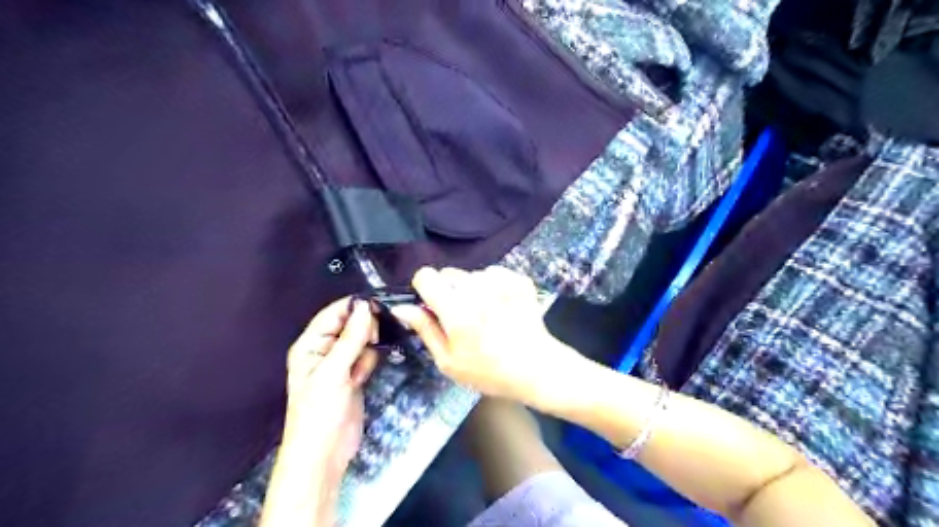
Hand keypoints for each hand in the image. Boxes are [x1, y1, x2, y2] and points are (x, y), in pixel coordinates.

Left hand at [285, 296, 378, 481]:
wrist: (324, 454)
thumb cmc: (319, 412)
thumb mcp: (333, 372)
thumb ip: (351, 338)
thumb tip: (365, 307)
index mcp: (310, 345)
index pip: (334, 313)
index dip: (355, 307)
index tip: (378, 306)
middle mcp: (324, 350)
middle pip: (350, 325)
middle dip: (363, 332)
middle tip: (372, 342)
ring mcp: (340, 364)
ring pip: (362, 341)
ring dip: (366, 351)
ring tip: (360, 370)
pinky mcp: (353, 376)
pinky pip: (366, 357)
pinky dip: (368, 363)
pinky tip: (362, 378)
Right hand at [393, 266, 583, 408]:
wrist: (536, 368)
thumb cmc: (488, 371)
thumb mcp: (449, 360)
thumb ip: (424, 329)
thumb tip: (401, 307)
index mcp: (456, 309)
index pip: (426, 275)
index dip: (424, 289)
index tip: (432, 305)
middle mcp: (477, 288)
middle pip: (448, 274)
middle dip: (449, 291)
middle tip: (462, 318)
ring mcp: (501, 281)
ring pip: (471, 274)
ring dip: (472, 289)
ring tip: (485, 315)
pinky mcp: (518, 279)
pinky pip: (494, 274)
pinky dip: (493, 286)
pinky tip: (502, 307)